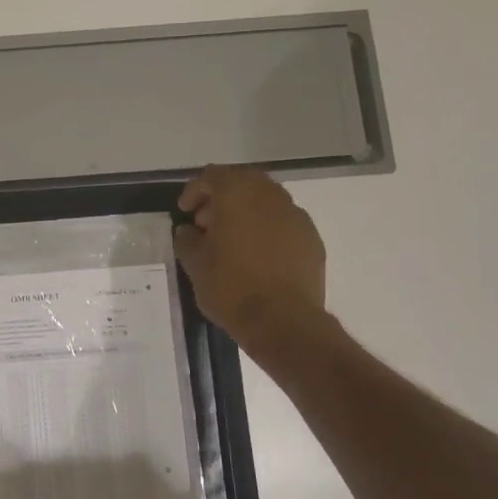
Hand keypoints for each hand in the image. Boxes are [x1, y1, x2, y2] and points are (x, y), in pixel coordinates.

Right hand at [173, 165, 327, 347]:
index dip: (195, 190)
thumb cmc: (232, 289)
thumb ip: (187, 240)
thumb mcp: (195, 266)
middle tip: (207, 222)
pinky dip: (267, 227)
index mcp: (238, 195)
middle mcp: (270, 196)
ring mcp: (296, 216)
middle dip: (222, 196)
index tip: (185, 211)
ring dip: (246, 210)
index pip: (213, 176)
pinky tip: (257, 253)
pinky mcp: (312, 238)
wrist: (284, 322)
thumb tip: (187, 230)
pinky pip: (284, 221)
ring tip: (231, 239)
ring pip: (266, 199)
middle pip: (243, 180)